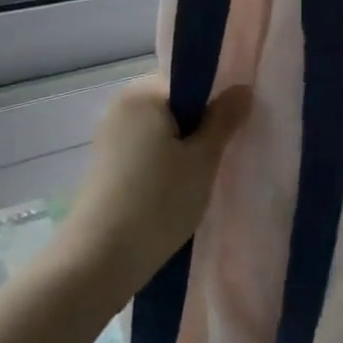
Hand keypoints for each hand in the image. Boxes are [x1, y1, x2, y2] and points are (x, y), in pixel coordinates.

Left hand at [55, 78, 252, 305]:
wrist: (99, 261)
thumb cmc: (158, 201)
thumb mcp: (202, 159)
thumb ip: (224, 120)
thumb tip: (243, 88)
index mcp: (143, 92)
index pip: (190, 81)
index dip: (216, 101)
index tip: (235, 128)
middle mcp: (122, 106)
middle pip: (175, 105)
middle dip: (201, 126)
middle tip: (224, 154)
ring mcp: (110, 136)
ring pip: (162, 131)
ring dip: (184, 147)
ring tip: (203, 176)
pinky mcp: (107, 166)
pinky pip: (146, 151)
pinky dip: (165, 163)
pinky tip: (178, 190)